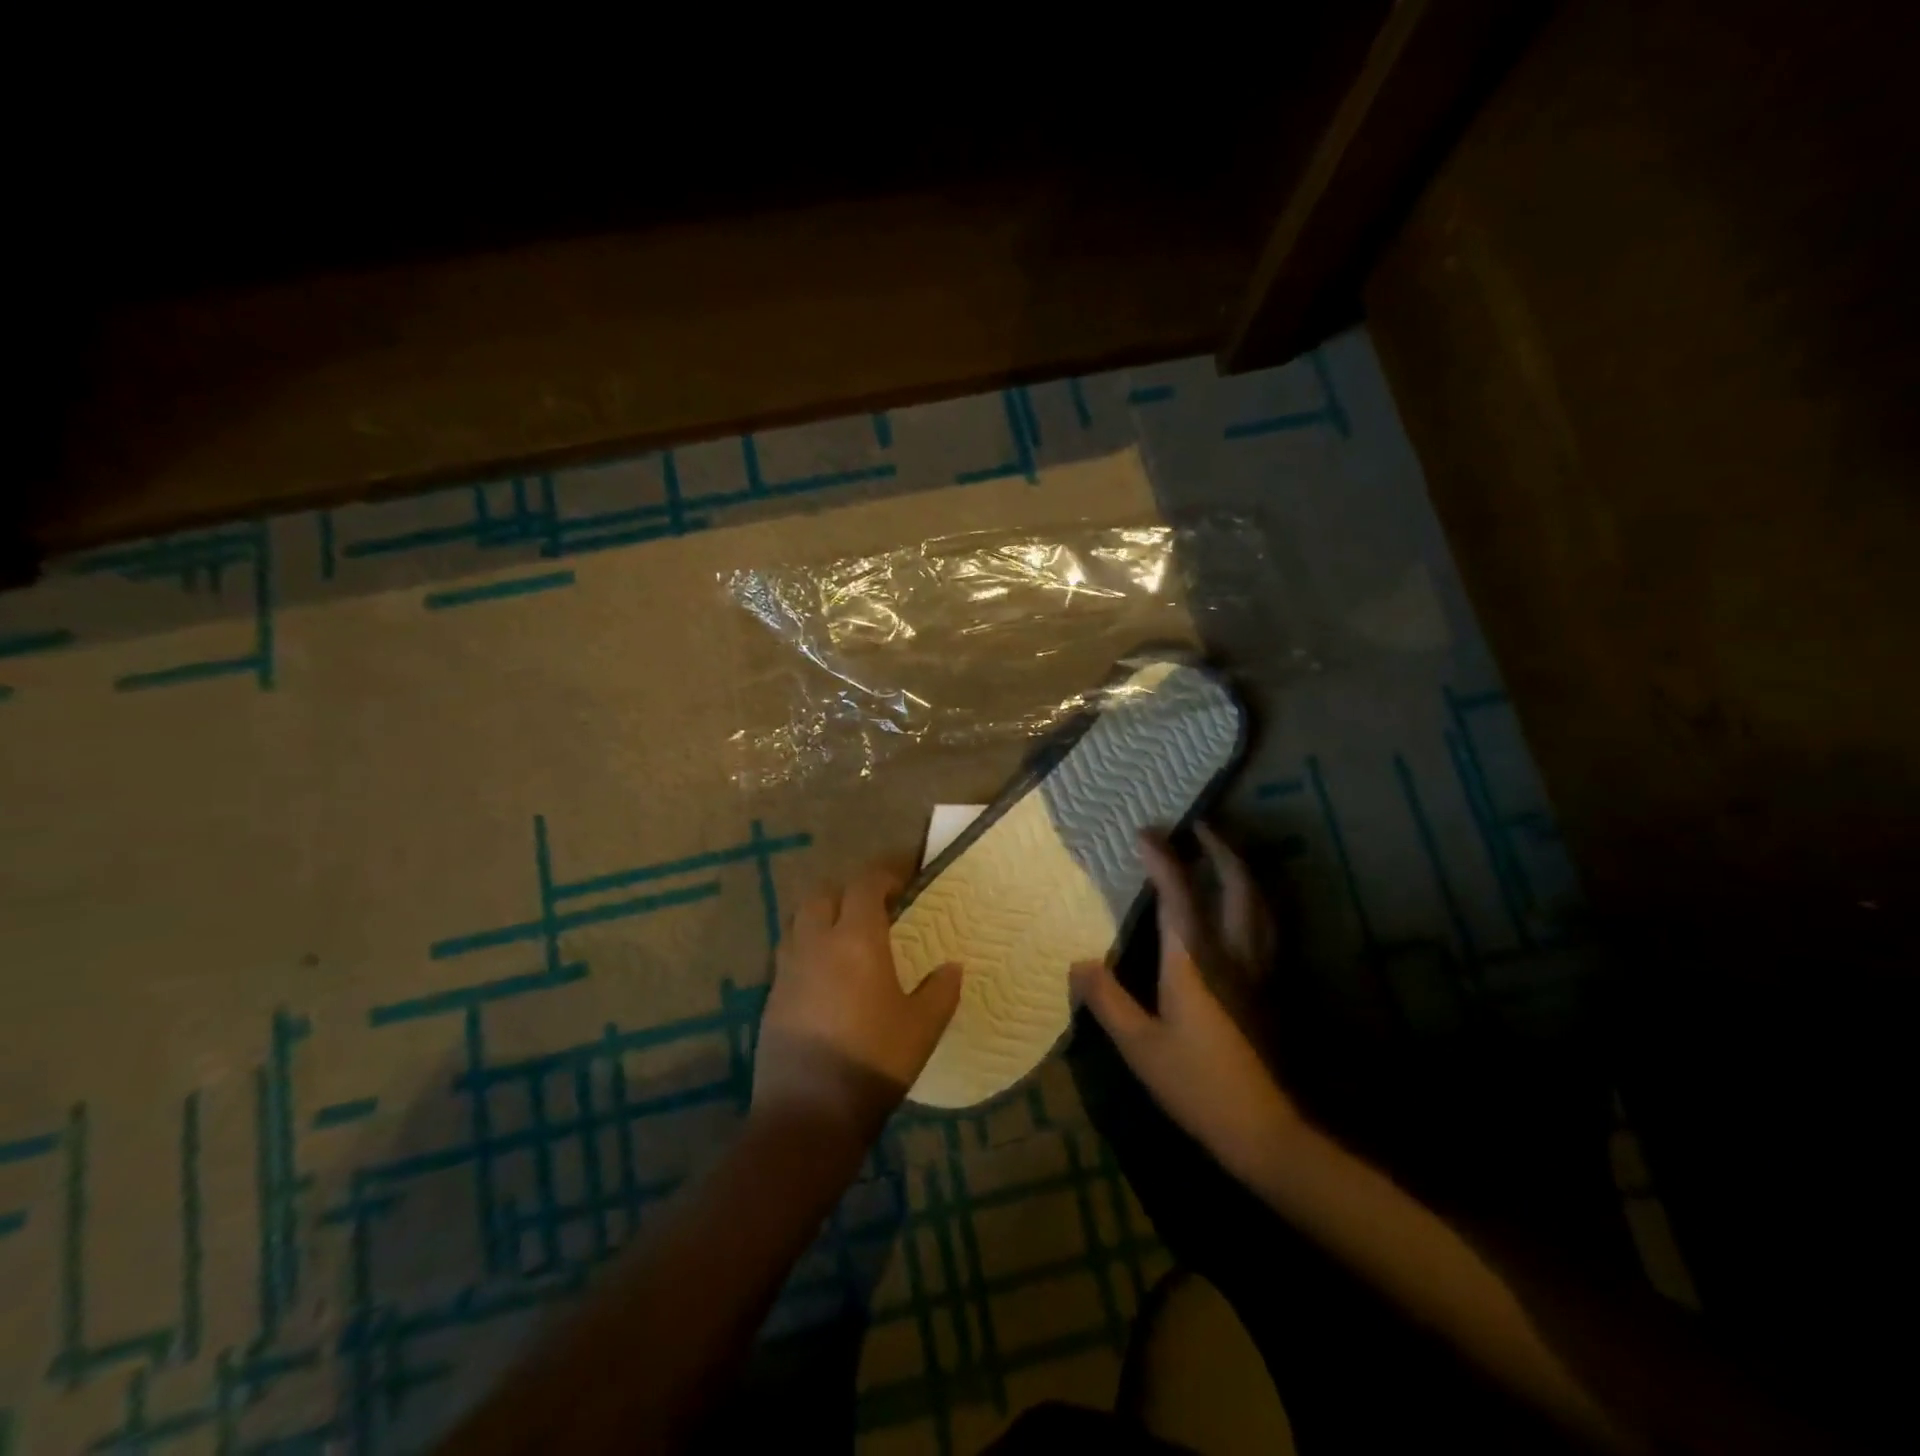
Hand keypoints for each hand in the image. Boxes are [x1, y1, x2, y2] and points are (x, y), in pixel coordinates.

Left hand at [754, 859, 962, 1148]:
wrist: (807, 1115)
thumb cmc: (874, 1063)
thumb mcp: (923, 1028)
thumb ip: (941, 990)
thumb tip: (952, 966)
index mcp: (856, 939)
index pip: (867, 883)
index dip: (887, 870)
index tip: (907, 873)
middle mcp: (816, 942)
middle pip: (824, 893)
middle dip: (849, 890)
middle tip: (876, 906)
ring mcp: (787, 969)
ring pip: (800, 920)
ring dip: (824, 916)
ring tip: (849, 936)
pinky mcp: (771, 996)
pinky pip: (790, 953)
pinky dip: (809, 948)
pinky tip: (828, 976)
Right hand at [1070, 825, 1302, 1187]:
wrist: (1265, 1129)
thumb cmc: (1197, 1083)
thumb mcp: (1140, 1046)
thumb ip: (1107, 1000)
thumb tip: (1078, 962)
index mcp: (1194, 959)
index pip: (1178, 894)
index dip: (1162, 858)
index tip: (1145, 832)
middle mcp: (1231, 952)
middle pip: (1236, 885)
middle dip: (1220, 848)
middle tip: (1201, 826)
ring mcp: (1258, 968)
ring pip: (1260, 903)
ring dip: (1243, 870)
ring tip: (1224, 855)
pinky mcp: (1270, 987)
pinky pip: (1267, 926)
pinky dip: (1255, 901)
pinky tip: (1246, 908)